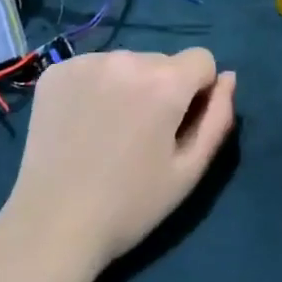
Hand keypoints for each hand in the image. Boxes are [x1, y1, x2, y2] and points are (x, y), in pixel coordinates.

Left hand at [0, 49, 235, 276]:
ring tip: (109, 132)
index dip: (198, 93)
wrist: (53, 224)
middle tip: (141, 137)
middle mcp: (126, 57)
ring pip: (126, 63)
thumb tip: (228, 78)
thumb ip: (218, 118)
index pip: (202, 60)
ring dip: (127, 86)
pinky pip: (92, 68)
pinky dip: (94, 88)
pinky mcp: (56, 71)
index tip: (178, 127)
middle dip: (161, 89)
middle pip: (162, 62)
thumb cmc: (130, 205)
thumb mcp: (189, 171)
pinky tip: (82, 123)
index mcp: (164, 81)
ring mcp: (86, 61)